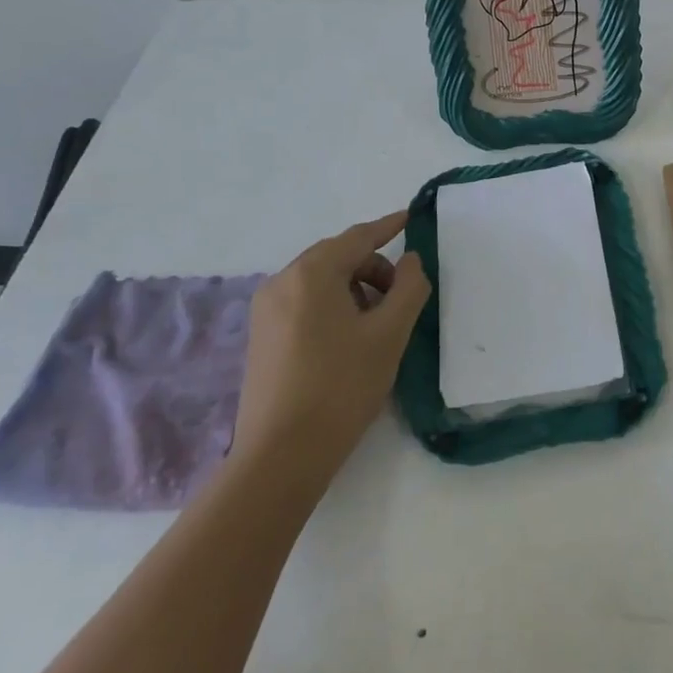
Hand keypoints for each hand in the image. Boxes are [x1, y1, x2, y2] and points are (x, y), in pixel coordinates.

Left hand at [234, 210, 430, 469]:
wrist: (280, 456)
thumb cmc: (341, 387)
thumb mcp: (389, 334)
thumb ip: (409, 287)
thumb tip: (411, 260)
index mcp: (311, 273)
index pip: (358, 237)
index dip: (388, 226)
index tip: (411, 217)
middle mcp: (282, 281)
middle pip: (338, 257)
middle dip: (374, 267)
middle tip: (402, 297)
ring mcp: (265, 310)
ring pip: (321, 281)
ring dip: (355, 289)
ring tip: (376, 325)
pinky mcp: (261, 336)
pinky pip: (304, 302)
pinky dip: (333, 305)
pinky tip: (348, 339)